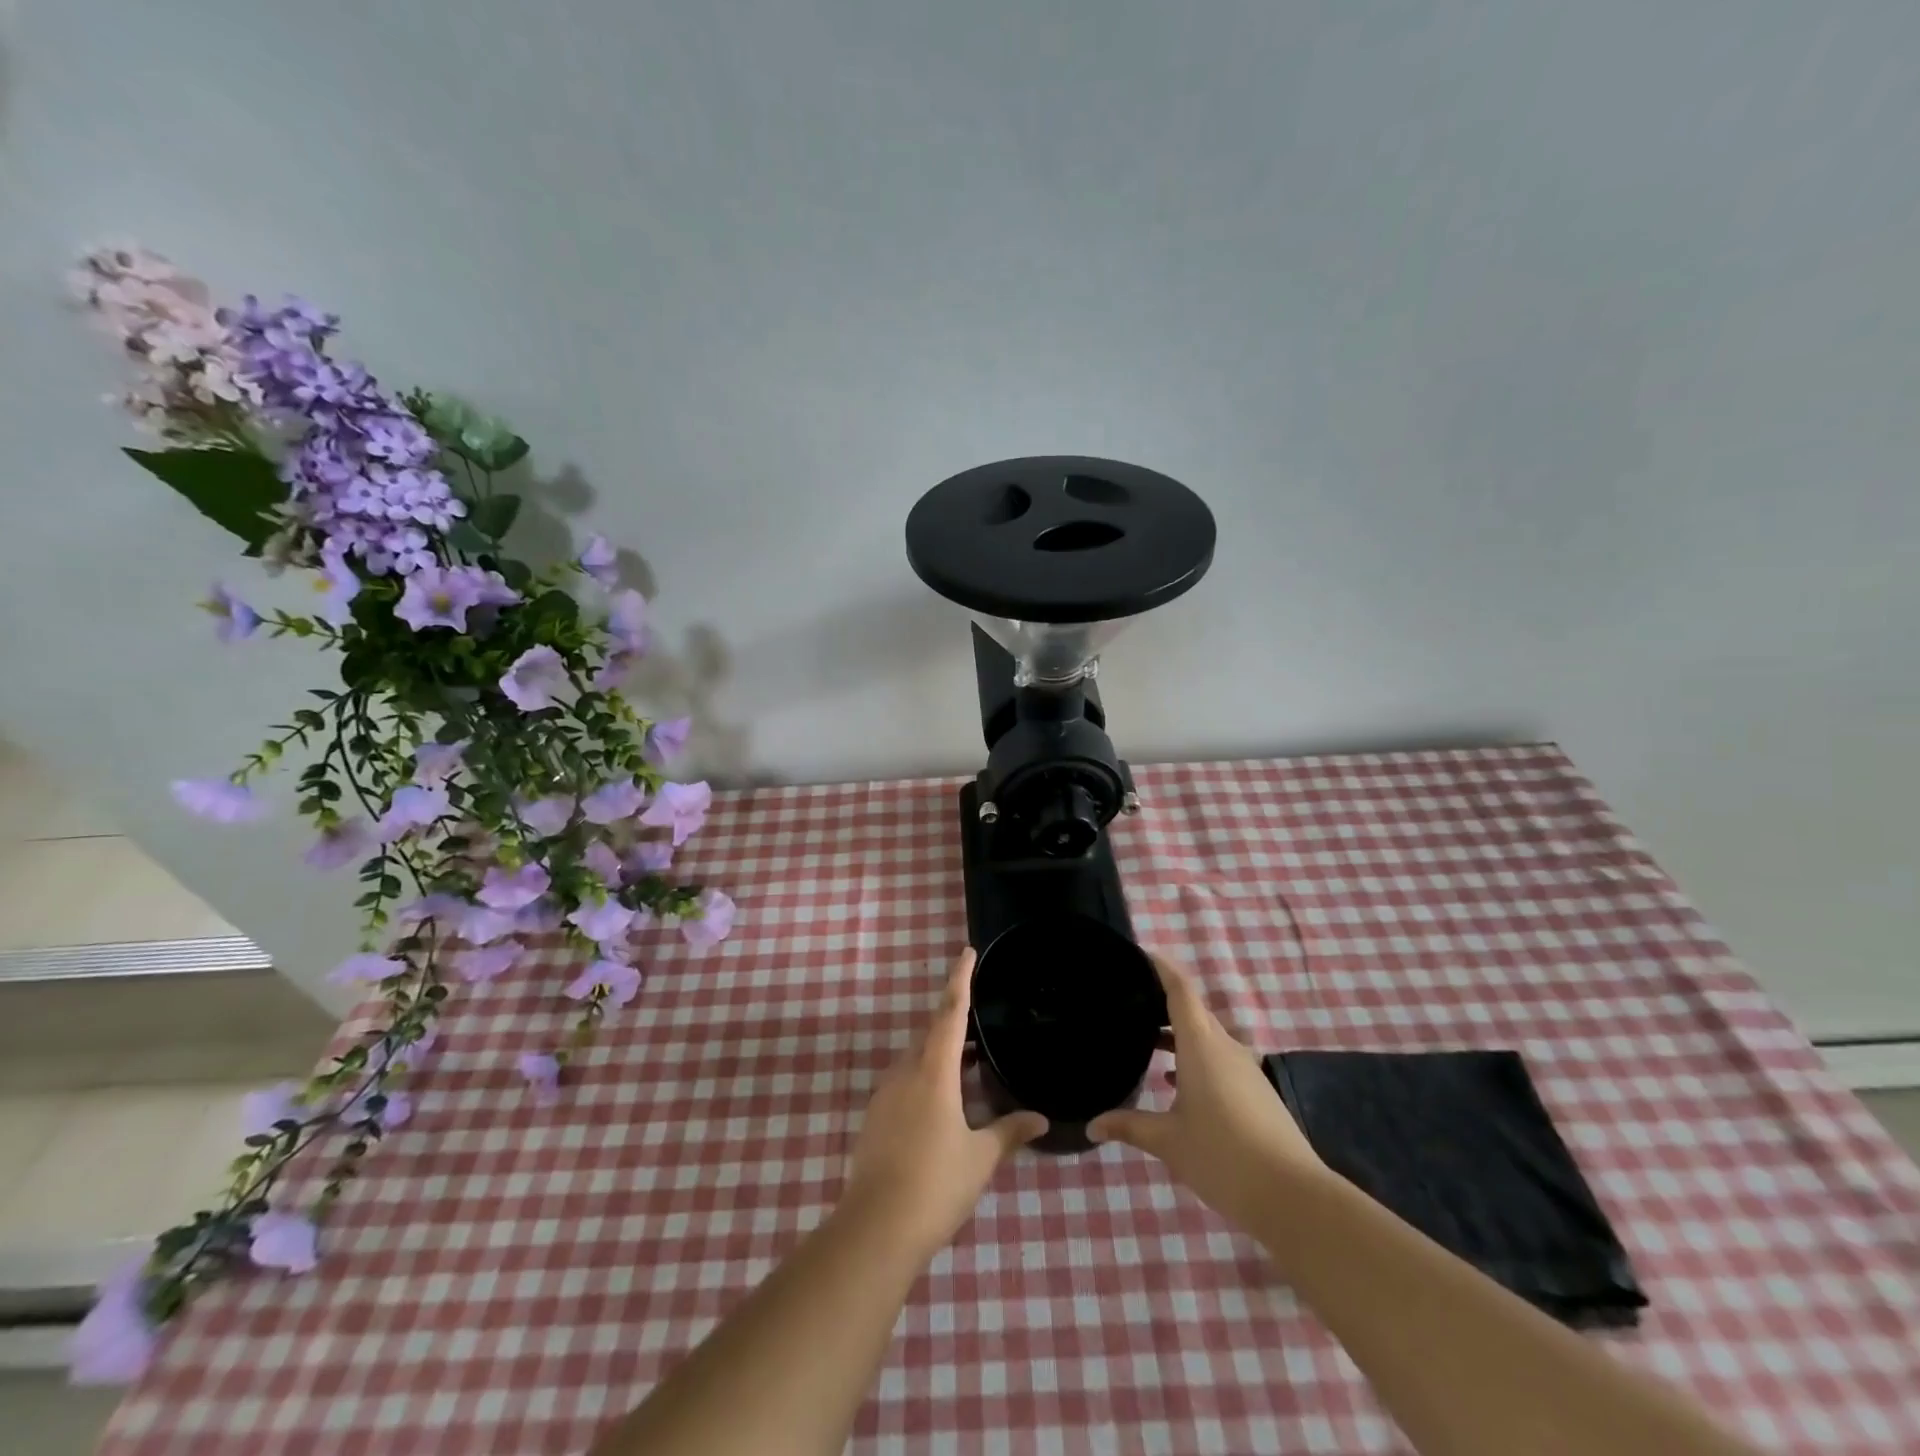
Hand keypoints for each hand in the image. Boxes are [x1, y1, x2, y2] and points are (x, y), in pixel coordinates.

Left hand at [842, 948, 1047, 1256]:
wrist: (874, 1228)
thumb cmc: (935, 1185)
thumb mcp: (980, 1158)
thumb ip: (1009, 1132)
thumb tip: (1039, 1118)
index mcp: (933, 1072)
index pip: (949, 1013)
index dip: (959, 980)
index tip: (966, 952)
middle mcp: (905, 1073)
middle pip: (930, 1033)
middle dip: (952, 1021)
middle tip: (978, 1019)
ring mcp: (885, 1095)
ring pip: (915, 1058)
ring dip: (939, 1052)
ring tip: (966, 1062)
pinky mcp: (874, 1117)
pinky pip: (904, 1081)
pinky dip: (924, 1076)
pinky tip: (941, 1102)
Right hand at [1089, 954, 1326, 1229]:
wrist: (1293, 1197)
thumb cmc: (1222, 1157)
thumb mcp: (1168, 1142)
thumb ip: (1129, 1126)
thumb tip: (1092, 1125)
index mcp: (1201, 1045)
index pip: (1181, 991)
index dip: (1162, 968)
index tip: (1140, 955)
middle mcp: (1225, 1047)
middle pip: (1193, 1011)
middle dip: (1163, 1001)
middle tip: (1129, 1001)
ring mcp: (1245, 1069)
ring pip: (1206, 1037)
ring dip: (1178, 1035)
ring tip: (1145, 1041)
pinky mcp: (1256, 1091)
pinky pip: (1218, 1059)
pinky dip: (1193, 1058)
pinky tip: (1173, 1083)